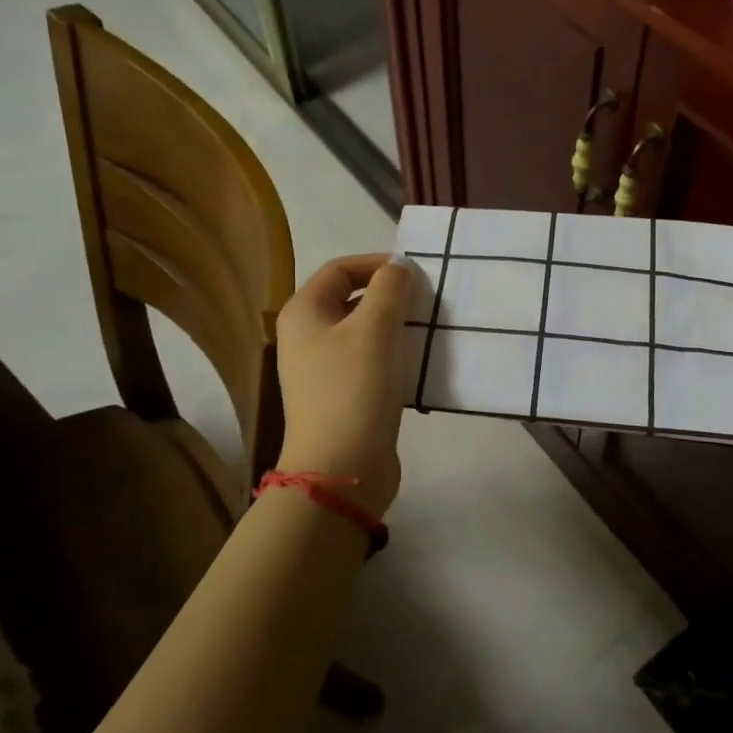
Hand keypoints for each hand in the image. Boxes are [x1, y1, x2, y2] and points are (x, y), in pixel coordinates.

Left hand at [274, 253, 412, 516]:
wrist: (341, 468)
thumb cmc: (353, 390)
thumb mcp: (374, 330)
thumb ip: (389, 289)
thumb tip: (399, 267)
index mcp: (304, 313)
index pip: (339, 269)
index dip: (376, 264)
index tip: (416, 272)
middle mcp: (307, 337)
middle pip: (350, 299)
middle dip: (389, 294)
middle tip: (427, 298)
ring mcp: (323, 369)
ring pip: (363, 332)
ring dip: (395, 324)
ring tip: (428, 326)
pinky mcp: (343, 396)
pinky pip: (370, 361)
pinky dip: (393, 353)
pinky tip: (418, 360)